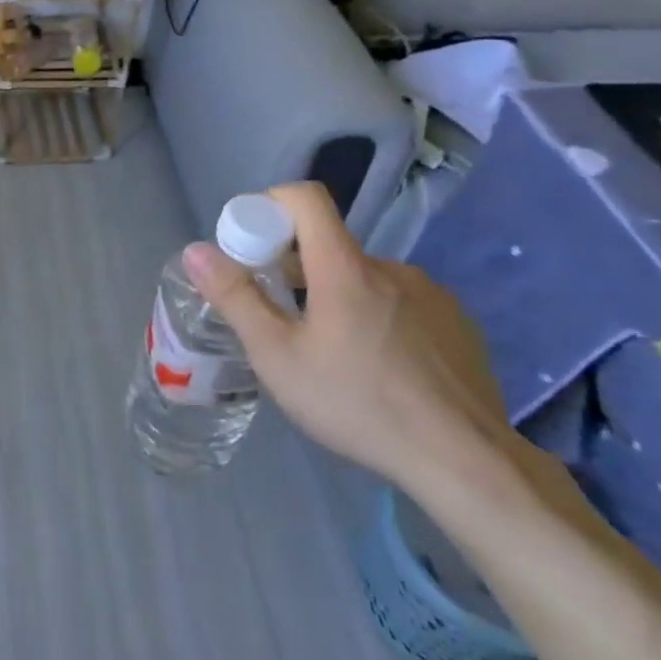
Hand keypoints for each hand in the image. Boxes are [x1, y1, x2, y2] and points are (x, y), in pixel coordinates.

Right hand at [181, 182, 515, 492]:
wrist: (465, 460)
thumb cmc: (356, 403)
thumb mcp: (276, 356)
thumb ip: (235, 298)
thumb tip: (196, 251)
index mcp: (345, 268)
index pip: (305, 199)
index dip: (269, 208)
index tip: (250, 248)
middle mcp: (391, 268)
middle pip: (328, 245)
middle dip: (292, 269)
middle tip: (277, 320)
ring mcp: (431, 294)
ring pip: (363, 278)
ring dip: (334, 296)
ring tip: (326, 352)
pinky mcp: (458, 322)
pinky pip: (400, 302)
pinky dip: (374, 316)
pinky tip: (374, 366)